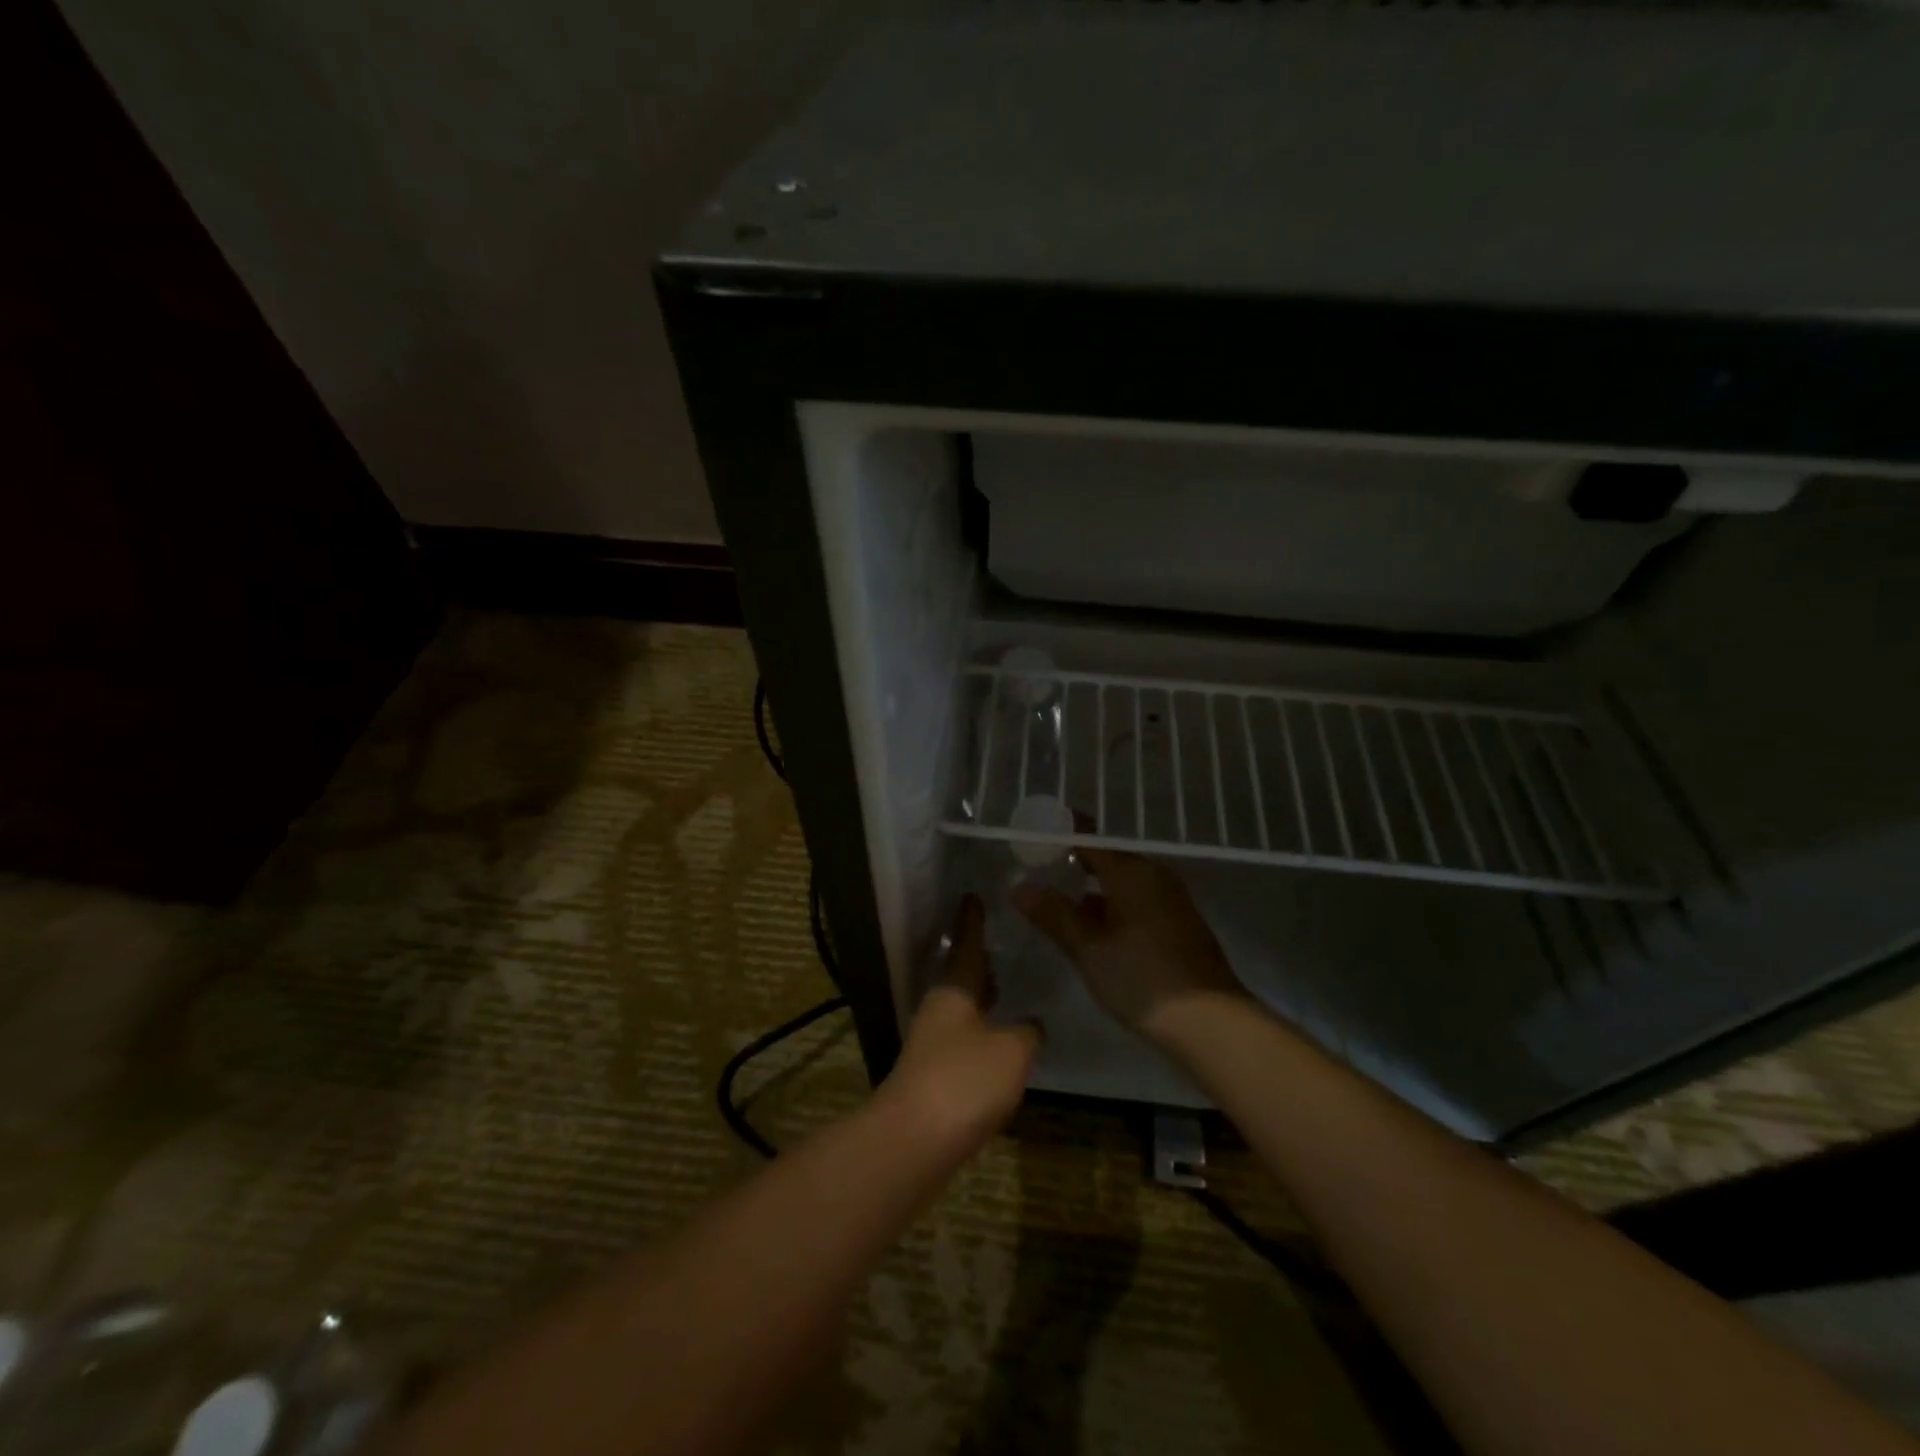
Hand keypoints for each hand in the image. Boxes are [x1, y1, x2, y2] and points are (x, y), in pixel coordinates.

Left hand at [880, 897, 1040, 1152]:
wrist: (914, 1142)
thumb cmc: (964, 1081)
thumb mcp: (1012, 1050)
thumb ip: (1027, 1031)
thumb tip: (1031, 1025)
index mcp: (954, 989)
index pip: (967, 944)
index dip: (972, 920)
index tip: (973, 896)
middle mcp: (939, 1009)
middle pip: (961, 976)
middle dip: (980, 959)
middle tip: (1000, 941)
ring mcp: (933, 1042)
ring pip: (963, 1008)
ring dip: (982, 996)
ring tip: (1006, 985)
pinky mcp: (935, 1075)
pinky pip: (964, 1038)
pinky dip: (983, 1029)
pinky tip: (1001, 1041)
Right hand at [1014, 847, 1246, 1044]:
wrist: (1211, 1022)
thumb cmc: (1142, 978)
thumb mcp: (1088, 948)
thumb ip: (1053, 913)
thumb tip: (1020, 886)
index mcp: (1131, 871)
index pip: (1089, 839)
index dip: (1060, 836)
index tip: (1032, 839)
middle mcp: (1153, 875)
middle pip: (1107, 859)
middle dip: (1073, 864)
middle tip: (1037, 873)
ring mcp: (1170, 899)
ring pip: (1122, 884)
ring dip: (1092, 890)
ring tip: (1057, 903)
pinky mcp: (1179, 924)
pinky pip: (1137, 902)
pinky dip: (1112, 907)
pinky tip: (1093, 930)